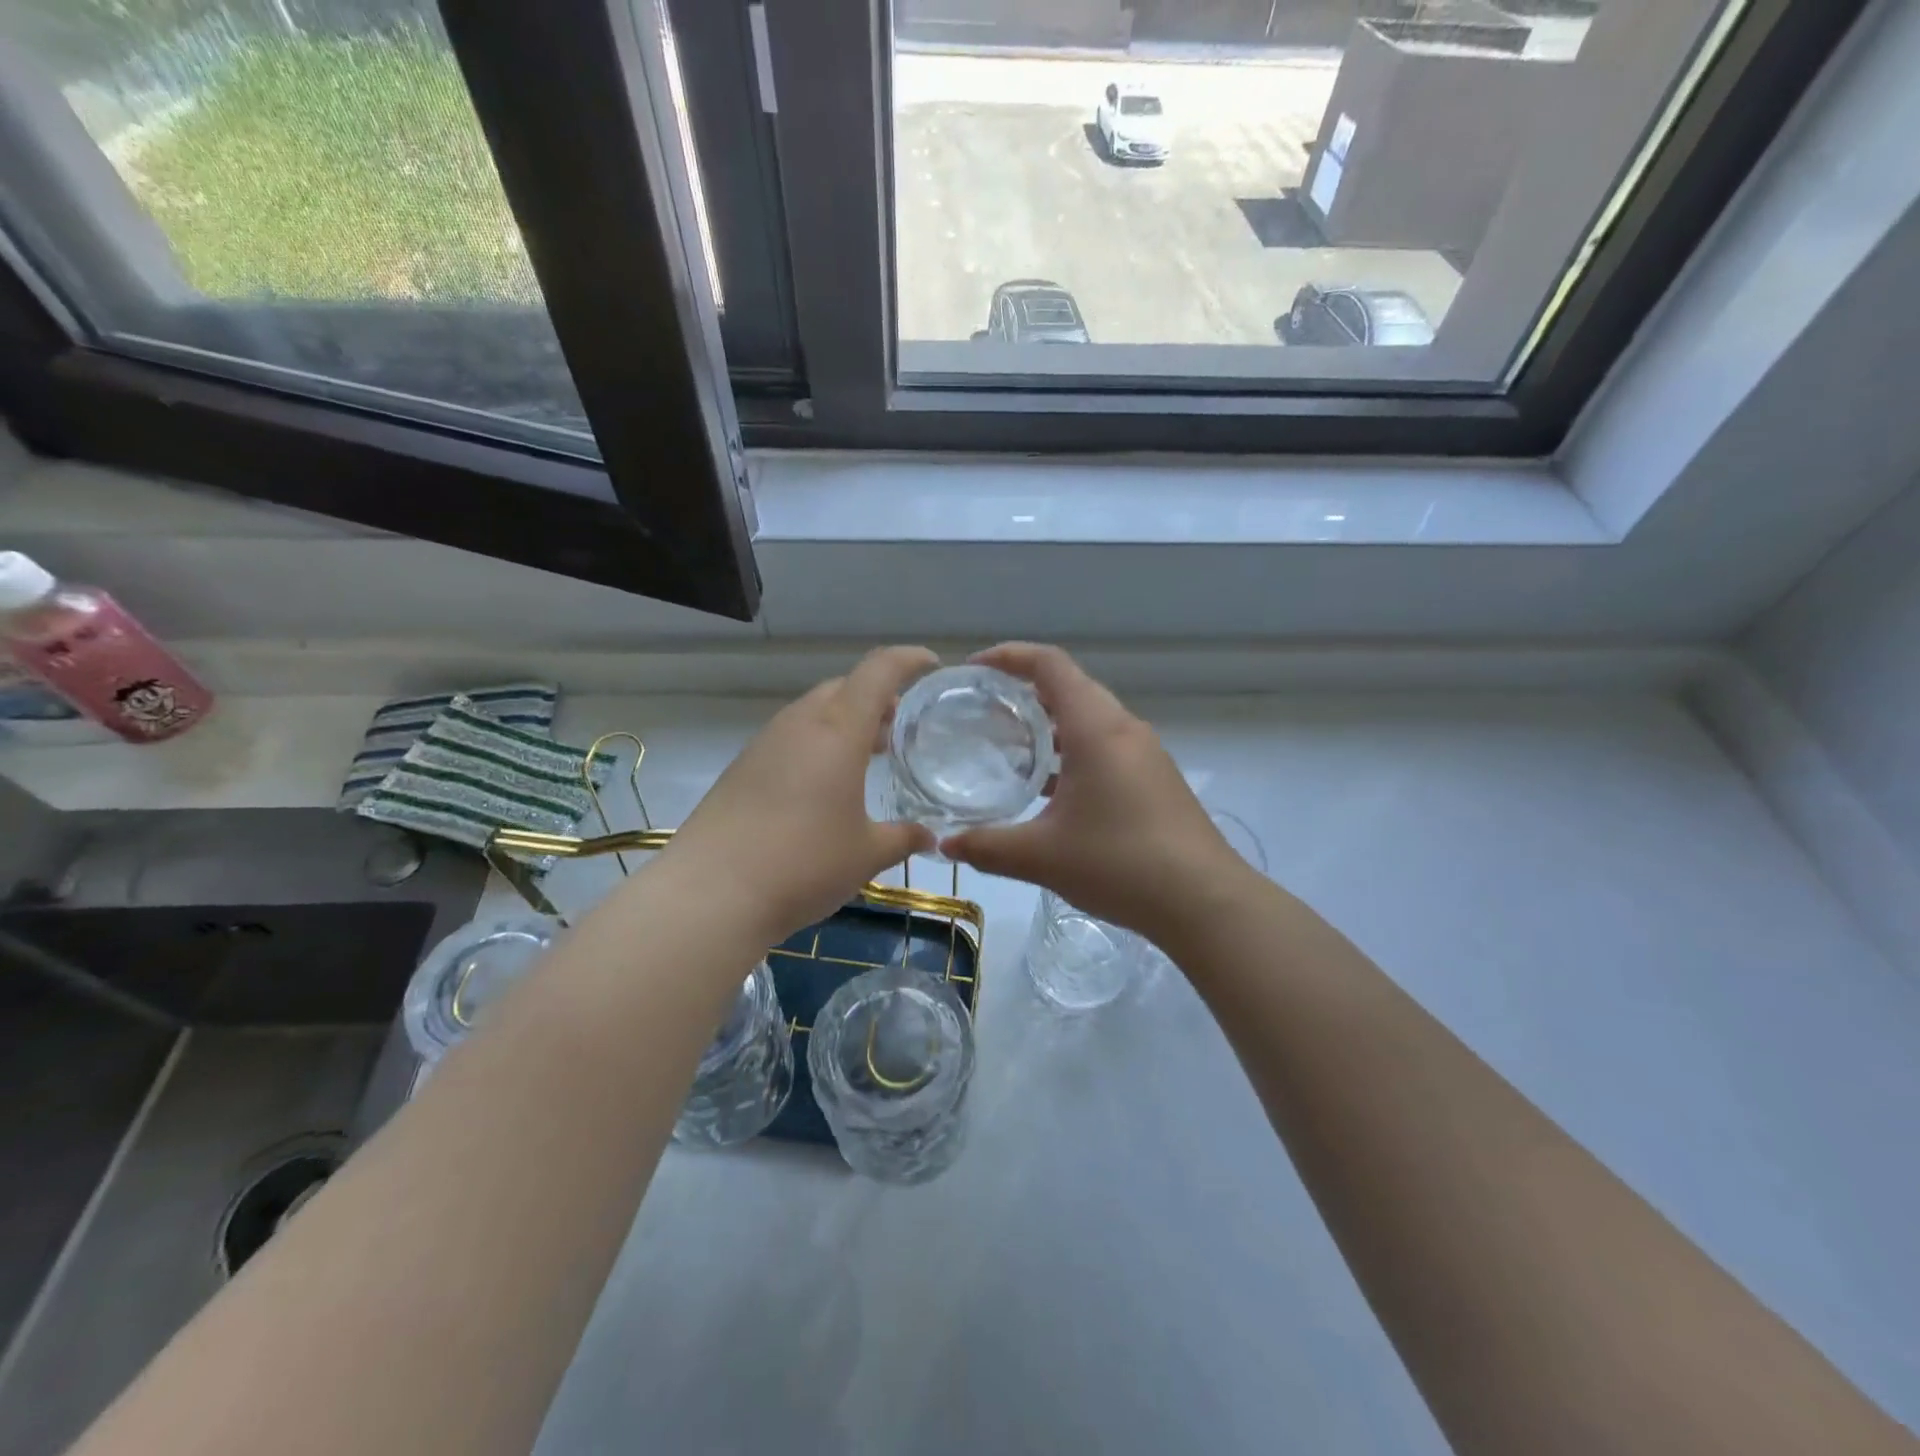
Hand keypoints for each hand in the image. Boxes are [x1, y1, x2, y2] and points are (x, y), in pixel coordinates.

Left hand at [661, 646, 938, 942]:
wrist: (711, 893)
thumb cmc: (803, 864)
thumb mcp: (866, 855)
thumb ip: (903, 838)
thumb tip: (928, 837)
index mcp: (838, 730)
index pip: (879, 671)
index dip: (908, 660)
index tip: (931, 665)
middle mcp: (800, 724)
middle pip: (844, 688)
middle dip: (877, 698)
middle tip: (900, 726)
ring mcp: (765, 743)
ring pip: (814, 712)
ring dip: (845, 722)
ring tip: (867, 755)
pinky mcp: (742, 767)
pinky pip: (791, 737)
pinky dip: (817, 744)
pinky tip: (825, 784)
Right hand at [941, 644, 1249, 945]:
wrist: (1204, 900)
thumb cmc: (1120, 864)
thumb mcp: (1041, 856)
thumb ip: (987, 846)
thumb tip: (945, 845)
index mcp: (1096, 727)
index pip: (1049, 664)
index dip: (1008, 656)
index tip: (973, 670)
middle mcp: (1123, 728)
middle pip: (1069, 686)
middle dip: (1023, 690)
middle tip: (982, 711)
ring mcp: (1144, 753)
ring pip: (1088, 719)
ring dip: (1048, 725)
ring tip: (1007, 747)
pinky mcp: (1154, 778)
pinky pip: (1104, 746)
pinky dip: (1071, 751)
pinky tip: (1049, 789)